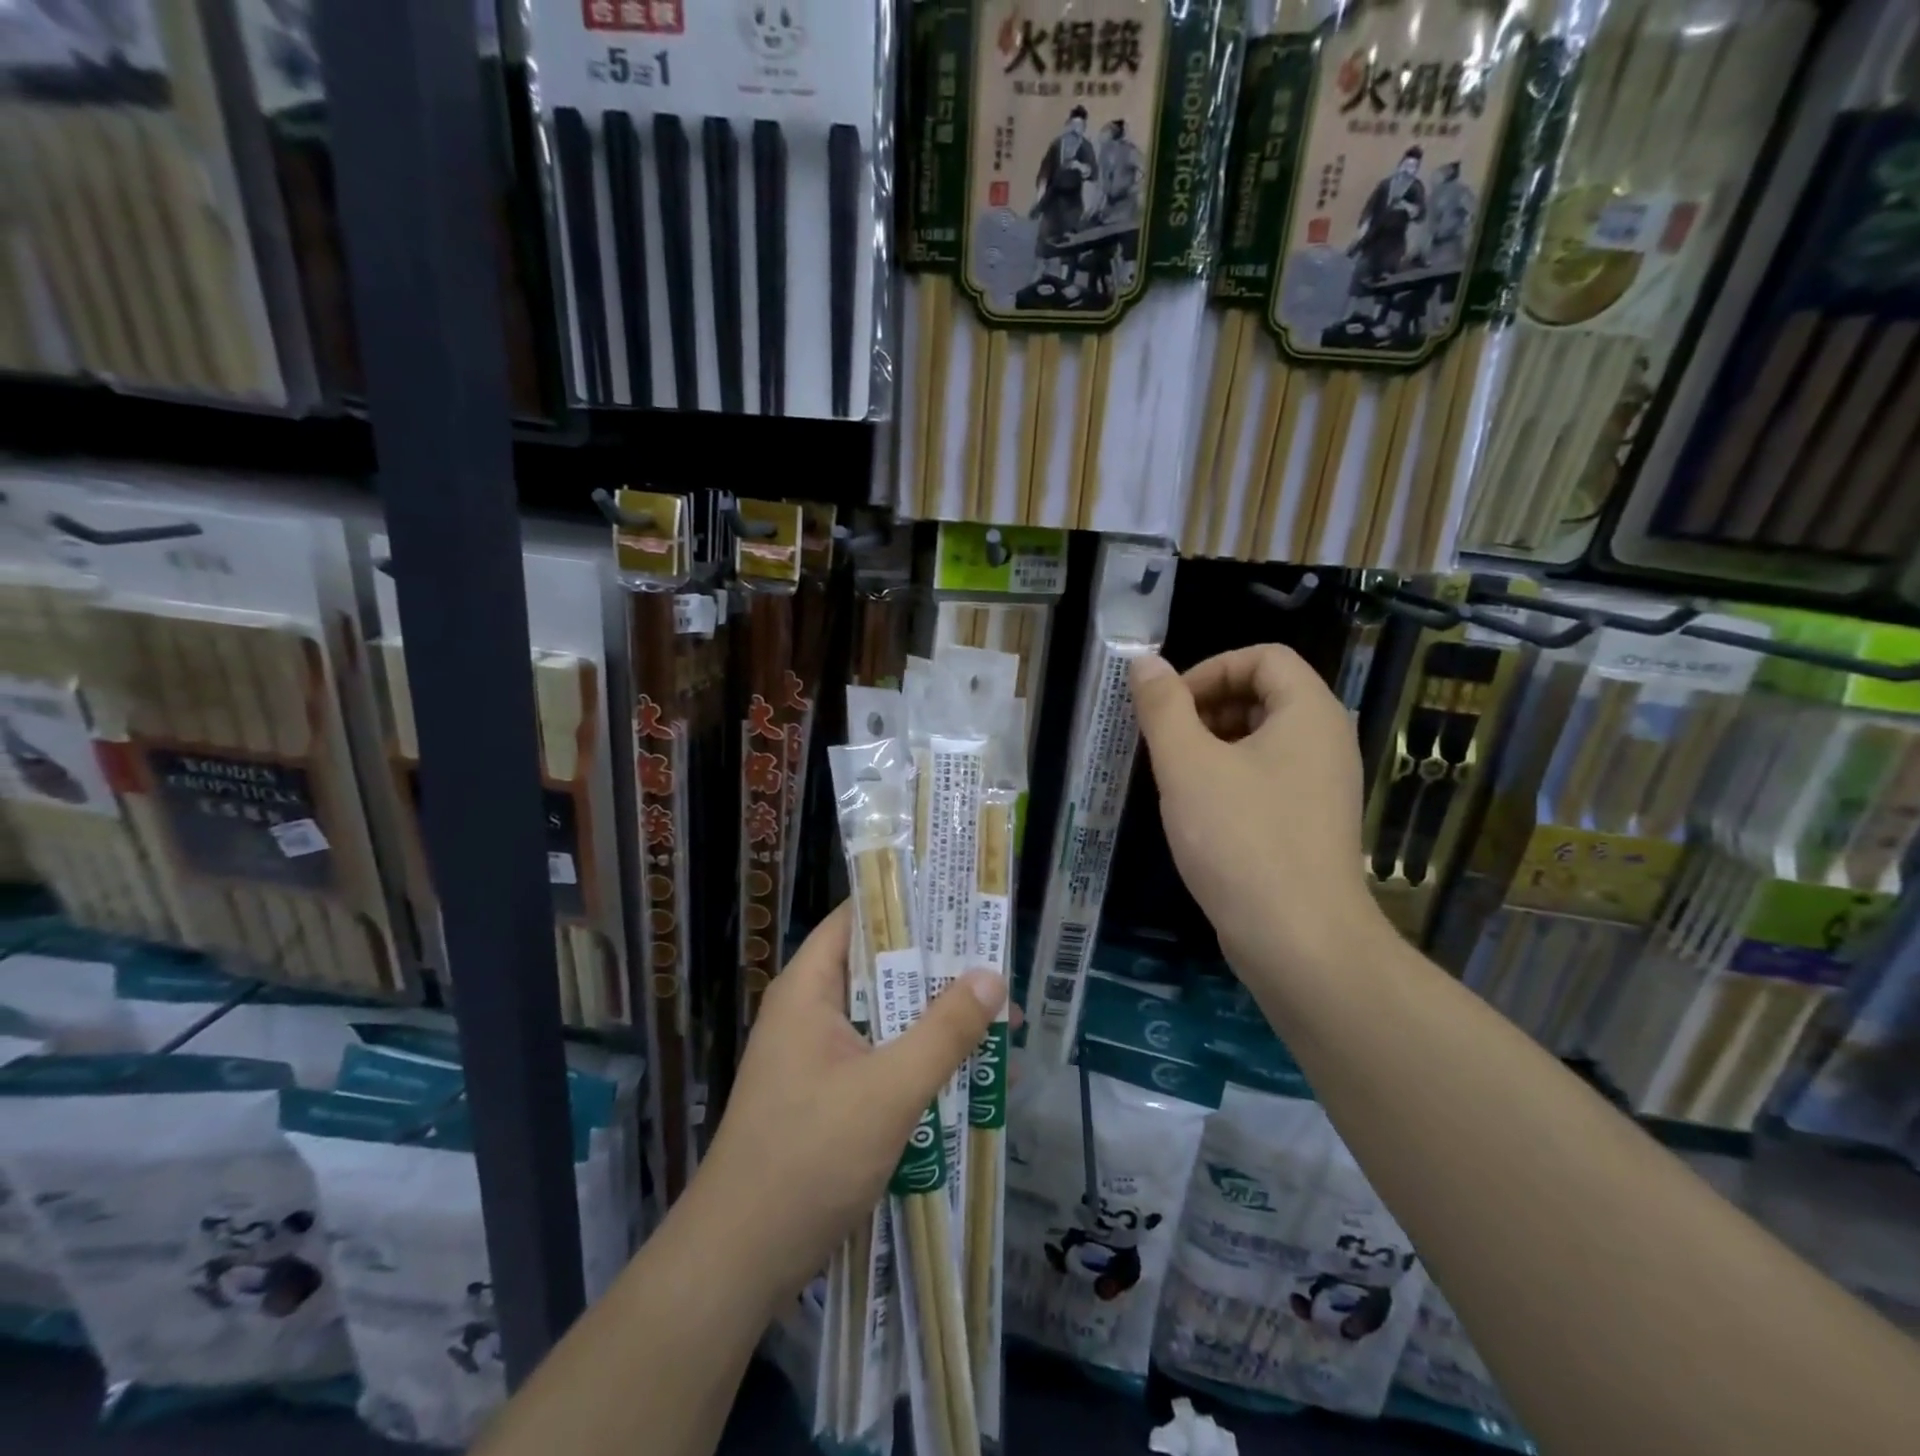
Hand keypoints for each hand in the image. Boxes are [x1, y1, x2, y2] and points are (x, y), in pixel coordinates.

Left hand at [683, 902, 1003, 1310]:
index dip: (908, 904)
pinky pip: (881, 1059)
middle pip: (879, 969)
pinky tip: (968, 1078)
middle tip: (997, 963)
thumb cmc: (809, 1157)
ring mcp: (816, 1057)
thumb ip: (944, 1031)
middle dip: (938, 970)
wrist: (739, 1261)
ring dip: (935, 1020)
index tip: (961, 901)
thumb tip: (992, 975)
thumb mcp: (889, 1090)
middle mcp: (810, 1012)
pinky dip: (920, 1060)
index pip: (858, 918)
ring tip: (998, 1020)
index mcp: (809, 989)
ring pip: (885, 1019)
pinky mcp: (826, 1096)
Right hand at [1130, 647, 1382, 977]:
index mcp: (1309, 712)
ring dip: (1213, 745)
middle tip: (1166, 743)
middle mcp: (1326, 740)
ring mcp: (1323, 785)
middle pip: (1264, 694)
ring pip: (1262, 739)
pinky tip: (1199, 813)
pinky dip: (1230, 778)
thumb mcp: (1187, 765)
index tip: (1170, 707)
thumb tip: (1144, 662)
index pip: (1263, 656)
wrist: (1299, 941)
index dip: (1210, 669)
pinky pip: (1268, 778)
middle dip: (1208, 707)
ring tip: (1176, 779)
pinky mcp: (1311, 823)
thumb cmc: (1241, 839)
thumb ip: (1163, 707)